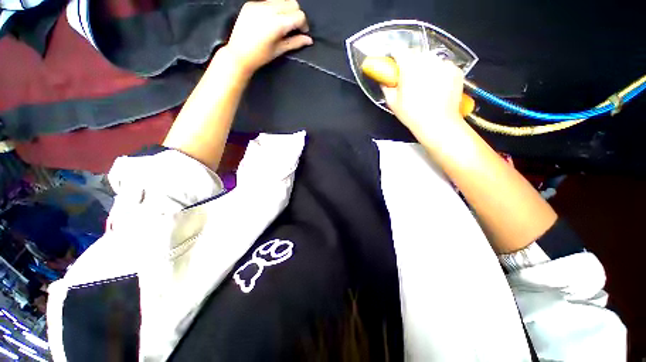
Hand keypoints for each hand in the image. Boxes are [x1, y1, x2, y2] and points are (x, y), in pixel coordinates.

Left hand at [224, 0, 312, 75]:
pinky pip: (269, 1)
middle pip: (292, 3)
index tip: (302, 33)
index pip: (299, 15)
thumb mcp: (279, 50)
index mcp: (277, 24)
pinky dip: (274, 8)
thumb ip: (295, 42)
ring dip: (286, 10)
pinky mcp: (251, 3)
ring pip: (282, 0)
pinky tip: (271, 20)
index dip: (303, 24)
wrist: (238, 54)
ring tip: (282, 23)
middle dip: (296, 15)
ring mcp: (259, 4)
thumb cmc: (260, 56)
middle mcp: (269, 9)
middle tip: (293, 28)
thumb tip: (309, 40)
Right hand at [382, 52, 464, 137]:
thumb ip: (387, 88)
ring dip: (425, 67)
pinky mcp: (455, 70)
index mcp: (409, 66)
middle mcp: (427, 60)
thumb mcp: (393, 103)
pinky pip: (444, 66)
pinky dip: (439, 72)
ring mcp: (444, 64)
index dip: (396, 57)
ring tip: (424, 84)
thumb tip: (384, 82)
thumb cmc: (412, 114)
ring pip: (431, 59)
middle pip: (416, 53)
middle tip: (409, 78)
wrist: (437, 123)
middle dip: (411, 62)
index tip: (395, 66)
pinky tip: (437, 86)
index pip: (400, 51)